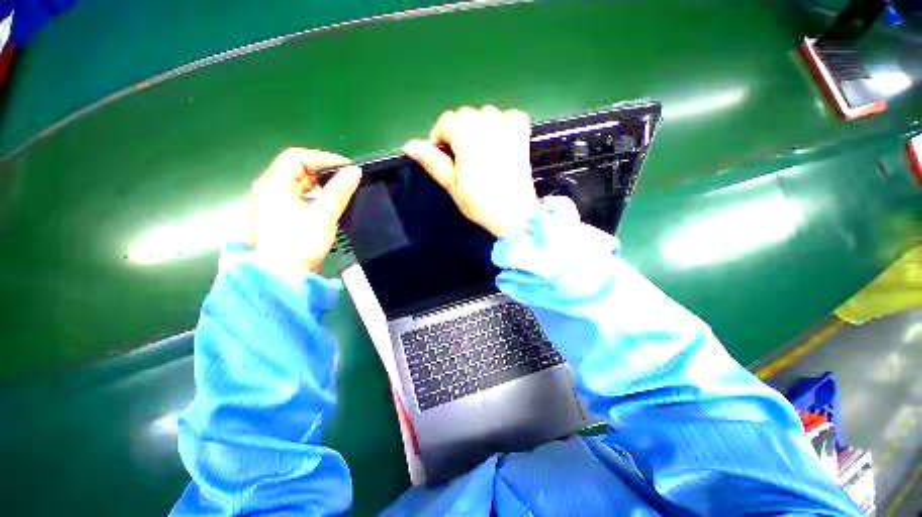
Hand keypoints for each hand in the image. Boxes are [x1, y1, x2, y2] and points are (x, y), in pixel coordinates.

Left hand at [249, 148, 360, 271]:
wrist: (279, 279)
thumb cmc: (300, 245)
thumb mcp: (323, 217)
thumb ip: (339, 192)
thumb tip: (355, 171)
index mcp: (273, 184)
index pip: (297, 157)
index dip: (324, 158)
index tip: (348, 168)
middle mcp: (266, 189)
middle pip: (294, 169)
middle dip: (322, 171)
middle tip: (347, 180)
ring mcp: (267, 204)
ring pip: (294, 184)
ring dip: (317, 185)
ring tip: (340, 193)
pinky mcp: (273, 217)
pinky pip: (293, 197)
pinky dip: (310, 197)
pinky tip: (324, 207)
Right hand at [403, 106, 538, 237]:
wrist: (513, 215)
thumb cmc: (480, 203)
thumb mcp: (451, 184)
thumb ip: (432, 161)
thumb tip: (408, 145)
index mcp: (467, 136)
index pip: (446, 121)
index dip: (439, 137)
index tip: (441, 157)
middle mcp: (487, 125)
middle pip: (465, 114)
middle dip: (458, 132)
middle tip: (460, 158)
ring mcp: (508, 129)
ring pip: (487, 113)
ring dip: (478, 126)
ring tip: (478, 150)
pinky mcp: (522, 137)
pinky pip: (512, 116)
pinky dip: (503, 122)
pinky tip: (499, 137)